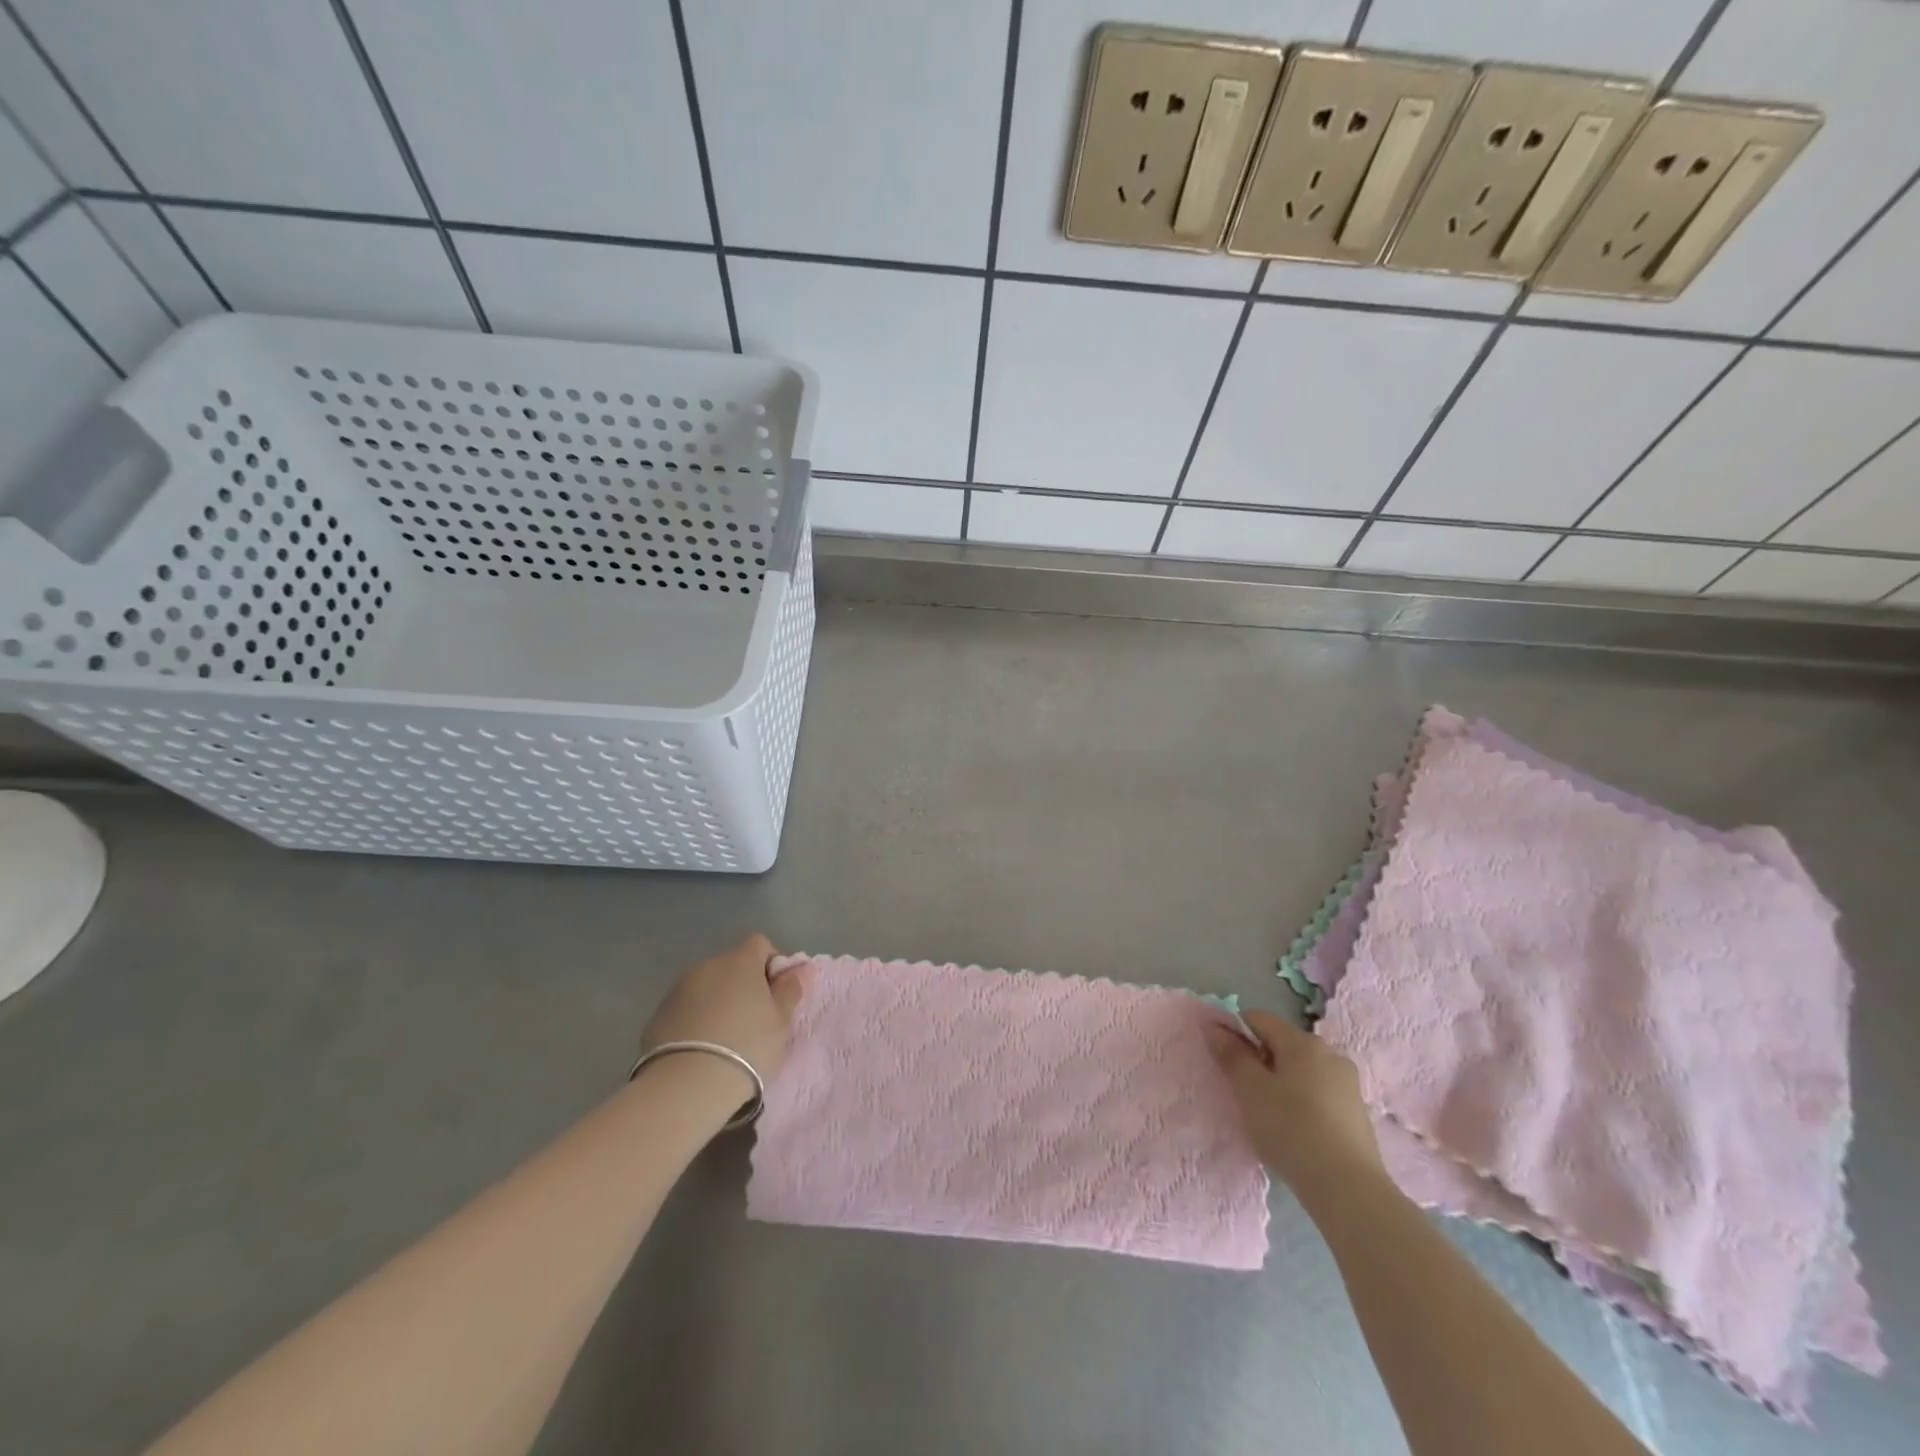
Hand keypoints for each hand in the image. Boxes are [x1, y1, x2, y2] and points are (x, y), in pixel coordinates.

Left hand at [640, 933, 805, 1085]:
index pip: (759, 944)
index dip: (771, 964)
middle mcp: (706, 966)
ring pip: (706, 988)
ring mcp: (677, 990)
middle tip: (753, 1022)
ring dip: (717, 1003)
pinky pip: (685, 1010)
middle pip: (731, 966)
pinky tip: (700, 1051)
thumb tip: (799, 969)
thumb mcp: (780, 1022)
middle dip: (742, 986)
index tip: (775, 995)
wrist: (686, 1086)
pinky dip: (695, 1021)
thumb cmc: (746, 1047)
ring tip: (724, 1041)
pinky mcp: (657, 1016)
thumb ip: (789, 991)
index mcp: (739, 962)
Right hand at [1207, 1009, 1384, 1200]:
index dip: (1234, 1031)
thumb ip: (1231, 1054)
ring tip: (1268, 1114)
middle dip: (1259, 1059)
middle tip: (1243, 1091)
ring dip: (1280, 1082)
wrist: (1348, 1189)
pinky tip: (1294, 1130)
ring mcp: (1348, 1084)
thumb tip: (1215, 1026)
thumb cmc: (1291, 1129)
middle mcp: (1330, 1053)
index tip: (1222, 1059)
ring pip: (1301, 1070)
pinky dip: (1301, 1102)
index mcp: (1303, 1042)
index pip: (1259, 1019)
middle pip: (1282, 1044)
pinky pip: (1318, 1094)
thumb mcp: (1250, 1089)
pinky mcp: (1357, 1114)